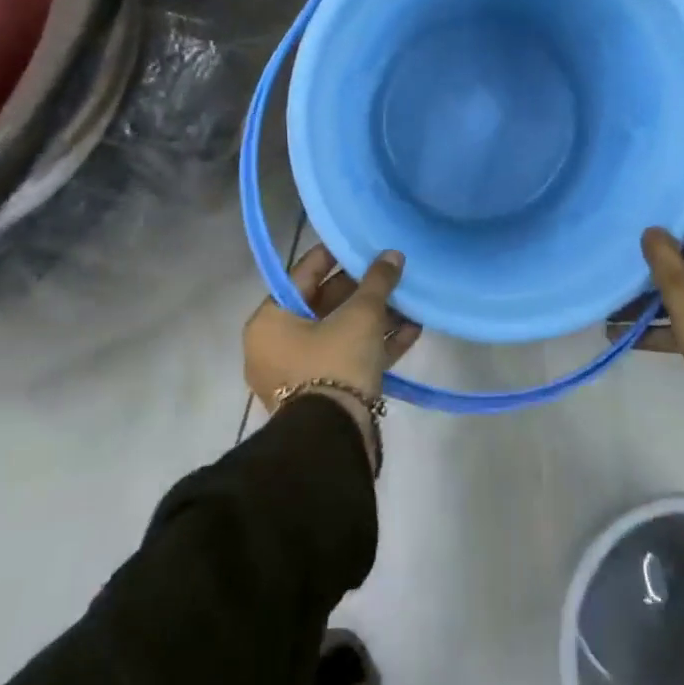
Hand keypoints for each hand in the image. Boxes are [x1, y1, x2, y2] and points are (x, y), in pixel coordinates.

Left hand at [243, 245, 421, 466]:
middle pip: (324, 305)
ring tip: (409, 300)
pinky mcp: (324, 395)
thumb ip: (377, 281)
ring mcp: (300, 374)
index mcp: (270, 321)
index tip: (359, 242)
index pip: (304, 274)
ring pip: (341, 334)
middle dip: (362, 290)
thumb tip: (393, 255)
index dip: (334, 255)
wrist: (333, 441)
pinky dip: (377, 345)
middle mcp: (277, 345)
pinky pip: (350, 359)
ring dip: (376, 318)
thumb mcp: (360, 315)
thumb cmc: (335, 363)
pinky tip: (412, 330)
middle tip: (389, 272)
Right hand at [641, 198, 683, 424]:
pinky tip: (628, 337)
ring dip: (658, 295)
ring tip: (615, 304)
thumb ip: (663, 256)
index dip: (682, 206)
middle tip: (629, 252)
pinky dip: (669, 322)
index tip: (651, 211)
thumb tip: (654, 230)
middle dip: (662, 253)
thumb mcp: (682, 292)